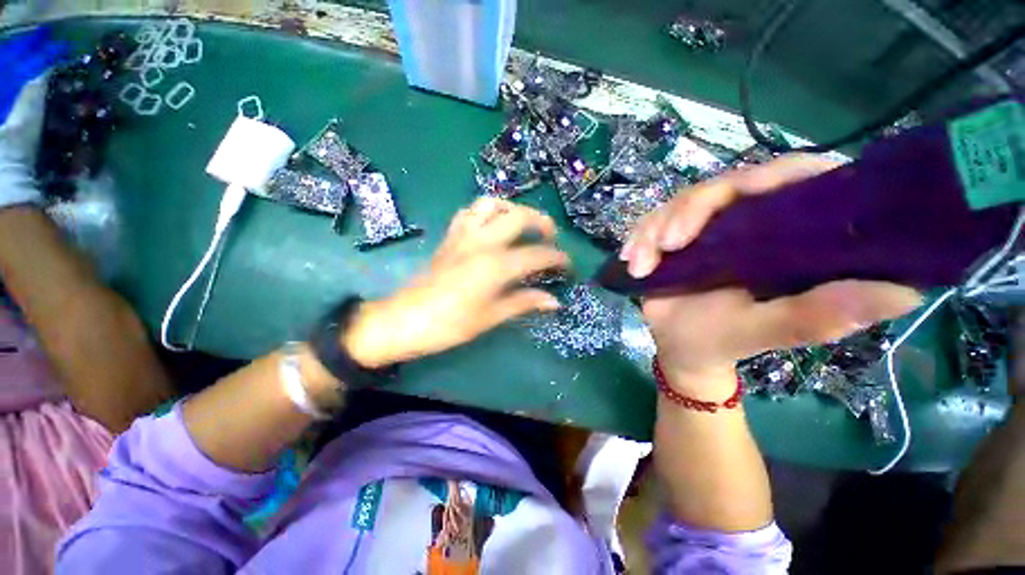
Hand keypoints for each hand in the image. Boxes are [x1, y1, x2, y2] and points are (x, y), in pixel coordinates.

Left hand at [345, 197, 567, 367]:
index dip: (557, 259)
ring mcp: (464, 235)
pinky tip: (492, 226)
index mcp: (496, 265)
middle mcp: (482, 242)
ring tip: (522, 225)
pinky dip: (486, 212)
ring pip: (492, 204)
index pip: (537, 255)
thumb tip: (555, 301)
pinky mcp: (450, 237)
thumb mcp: (492, 316)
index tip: (567, 266)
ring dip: (513, 209)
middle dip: (542, 222)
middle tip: (550, 238)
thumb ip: (525, 303)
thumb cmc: (451, 324)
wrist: (406, 320)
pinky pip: (469, 212)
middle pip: (519, 216)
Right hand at [621, 155, 922, 396]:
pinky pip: (651, 223)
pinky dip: (638, 239)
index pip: (795, 180)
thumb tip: (905, 292)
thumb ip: (817, 315)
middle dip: (689, 211)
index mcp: (783, 237)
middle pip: (724, 186)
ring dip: (655, 229)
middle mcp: (747, 222)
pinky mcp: (672, 236)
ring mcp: (705, 228)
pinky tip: (631, 261)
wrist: (680, 348)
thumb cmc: (723, 341)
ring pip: (679, 203)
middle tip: (669, 244)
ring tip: (641, 265)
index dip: (779, 175)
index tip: (747, 193)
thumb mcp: (765, 330)